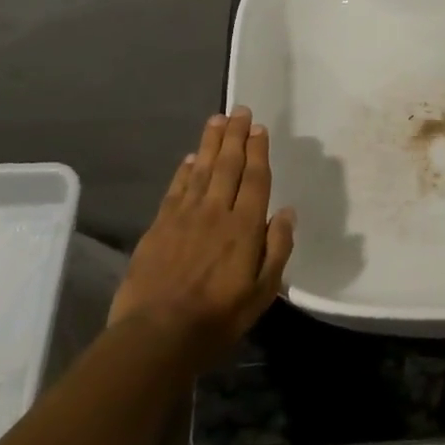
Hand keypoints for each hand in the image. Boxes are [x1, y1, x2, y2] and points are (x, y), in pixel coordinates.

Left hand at [109, 107, 295, 370]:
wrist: (157, 334)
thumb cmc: (218, 317)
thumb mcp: (262, 292)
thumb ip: (277, 249)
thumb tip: (288, 212)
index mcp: (245, 227)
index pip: (255, 179)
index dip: (258, 151)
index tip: (260, 128)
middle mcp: (216, 212)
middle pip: (228, 165)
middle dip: (236, 136)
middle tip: (240, 110)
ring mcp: (184, 216)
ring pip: (202, 170)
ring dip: (211, 143)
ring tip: (218, 120)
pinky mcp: (159, 226)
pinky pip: (176, 189)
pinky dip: (184, 170)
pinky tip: (190, 158)